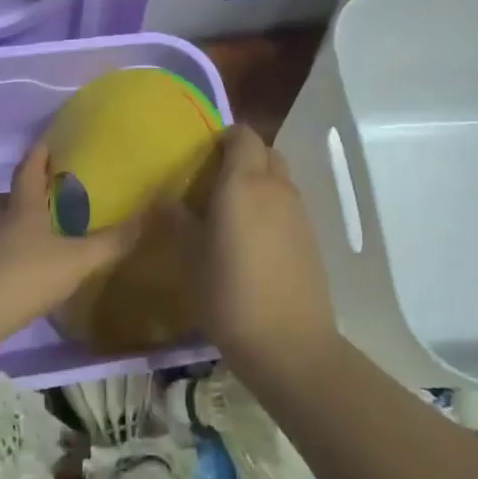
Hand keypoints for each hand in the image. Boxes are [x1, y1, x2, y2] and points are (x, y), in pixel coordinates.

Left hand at [0, 143, 142, 346]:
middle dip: (20, 191)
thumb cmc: (27, 275)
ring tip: (36, 235)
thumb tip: (145, 218)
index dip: (37, 156)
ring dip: (12, 223)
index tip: (45, 144)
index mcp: (22, 209)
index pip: (27, 171)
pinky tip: (25, 270)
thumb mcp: (77, 260)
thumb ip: (111, 243)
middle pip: (4, 198)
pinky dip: (8, 254)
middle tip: (40, 193)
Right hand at [198, 125, 336, 367]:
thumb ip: (177, 221)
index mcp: (243, 183)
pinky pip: (288, 206)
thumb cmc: (228, 294)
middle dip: (242, 156)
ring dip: (257, 182)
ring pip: (279, 178)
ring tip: (230, 212)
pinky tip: (252, 240)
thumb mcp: (189, 258)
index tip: (200, 156)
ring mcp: (299, 212)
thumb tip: (165, 201)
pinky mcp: (311, 238)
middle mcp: (276, 188)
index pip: (242, 135)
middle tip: (213, 181)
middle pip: (265, 151)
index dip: (223, 137)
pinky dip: (271, 208)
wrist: (289, 343)